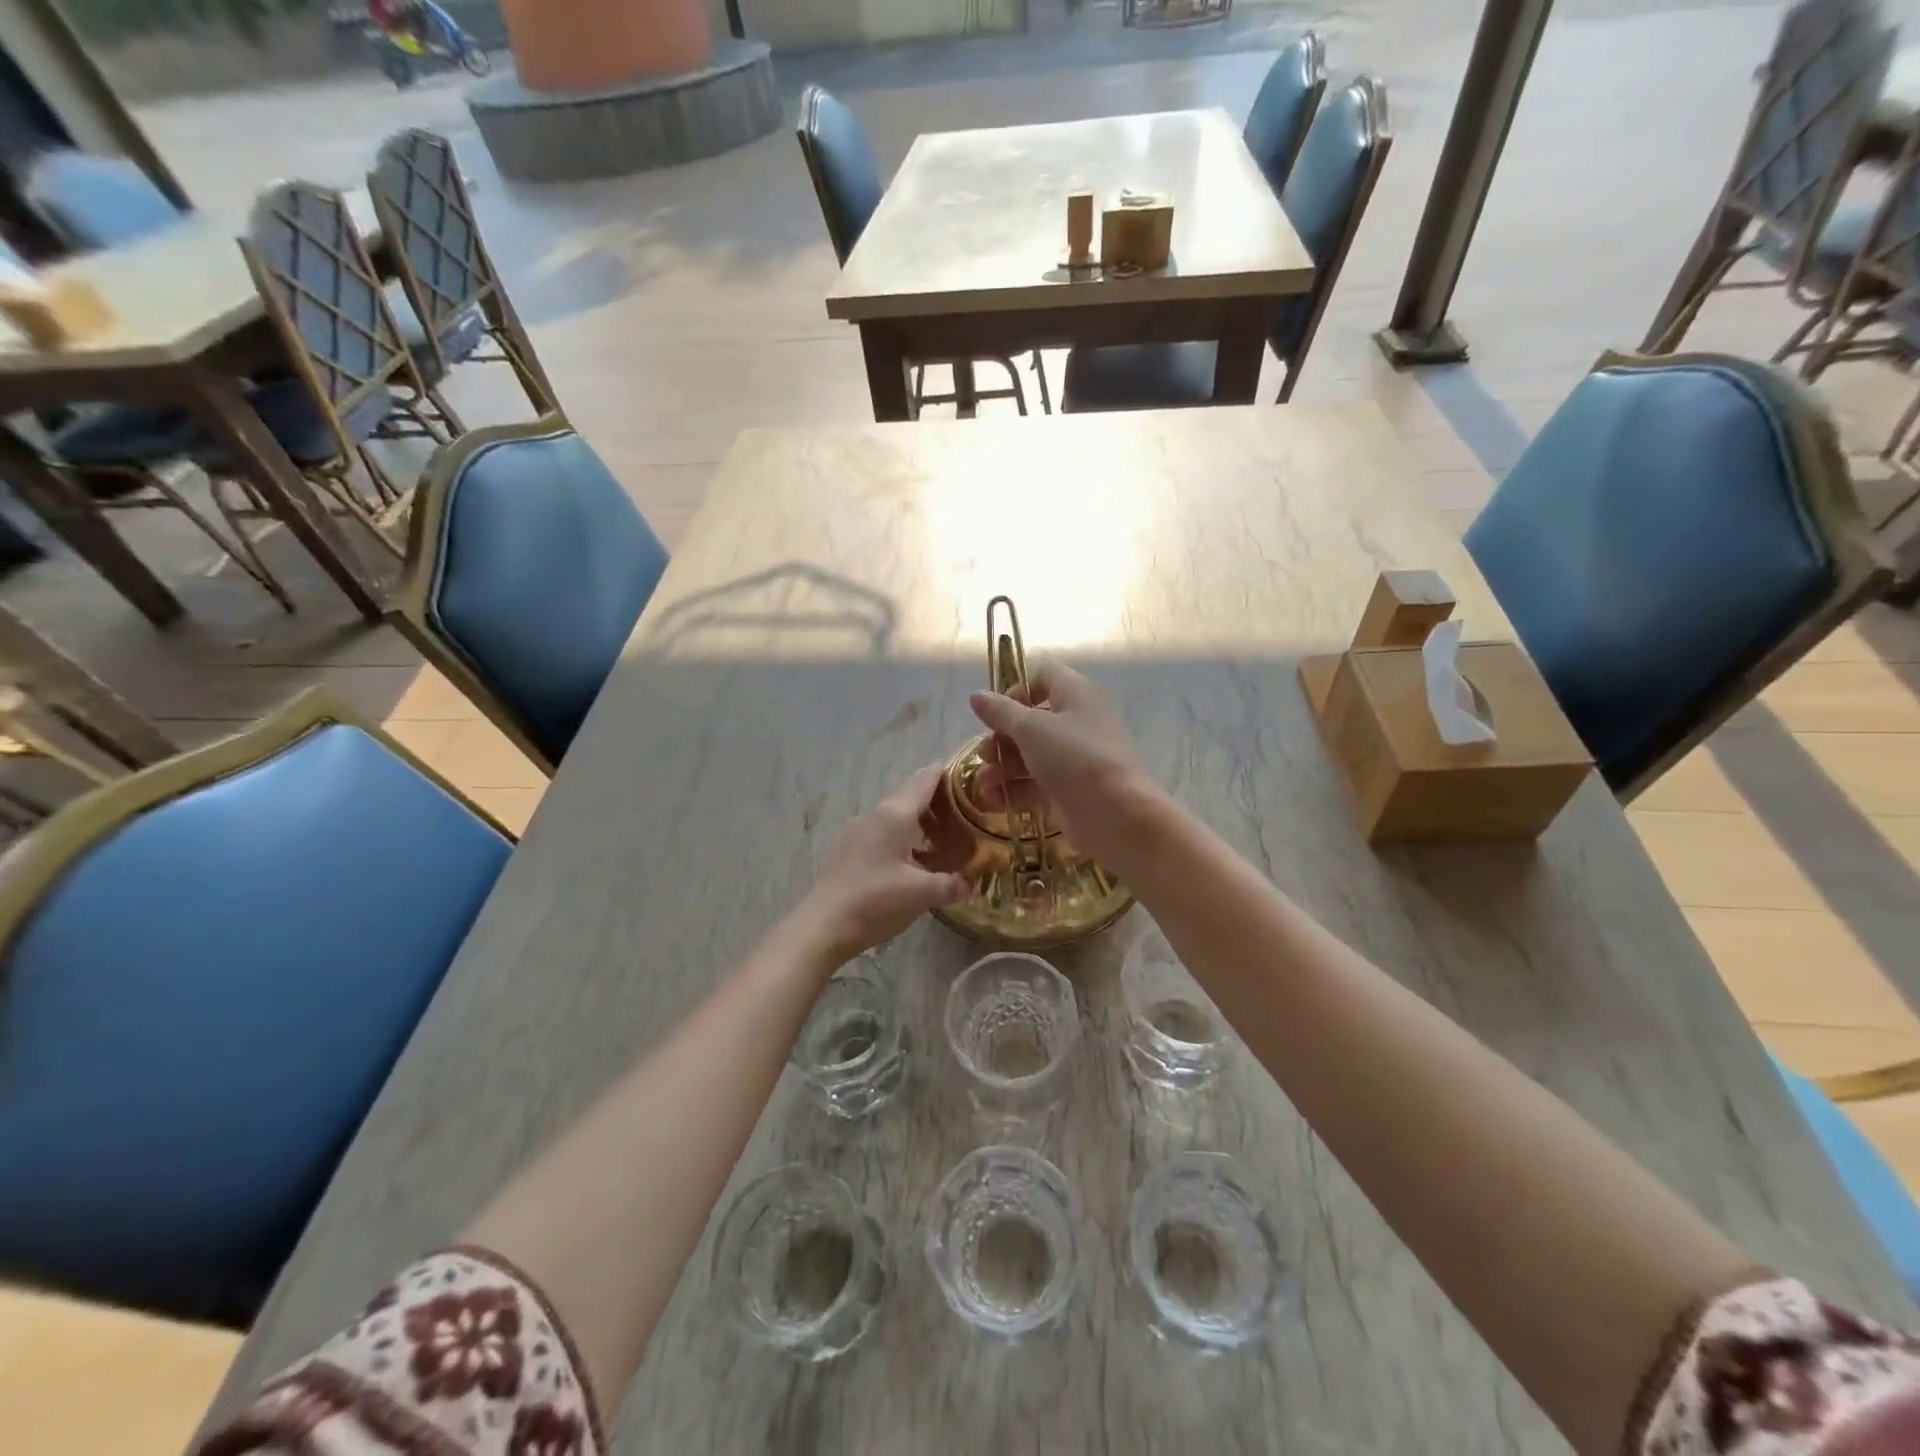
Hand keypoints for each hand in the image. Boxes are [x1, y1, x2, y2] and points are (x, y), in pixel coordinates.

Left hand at [797, 766, 970, 963]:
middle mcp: (872, 816)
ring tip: (935, 837)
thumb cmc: (876, 901)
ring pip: (889, 817)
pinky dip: (895, 839)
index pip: (922, 782)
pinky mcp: (843, 852)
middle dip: (931, 800)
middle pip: (905, 797)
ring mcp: (853, 833)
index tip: (959, 769)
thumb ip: (950, 884)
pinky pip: (876, 835)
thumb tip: (969, 883)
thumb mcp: (922, 894)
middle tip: (957, 810)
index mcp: (894, 815)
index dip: (941, 773)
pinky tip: (904, 860)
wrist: (822, 926)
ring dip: (912, 822)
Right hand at [968, 662, 1158, 862]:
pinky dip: (1014, 790)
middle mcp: (1077, 722)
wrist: (1116, 814)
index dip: (1017, 690)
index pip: (1044, 676)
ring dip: (1003, 766)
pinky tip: (993, 800)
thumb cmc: (1074, 757)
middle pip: (1032, 721)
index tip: (996, 711)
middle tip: (984, 753)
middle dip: (1002, 736)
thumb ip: (1001, 713)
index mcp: (1075, 694)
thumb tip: (976, 695)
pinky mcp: (1070, 791)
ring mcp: (1075, 759)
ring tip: (983, 782)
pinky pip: (1036, 784)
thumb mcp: (1031, 729)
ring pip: (1031, 756)